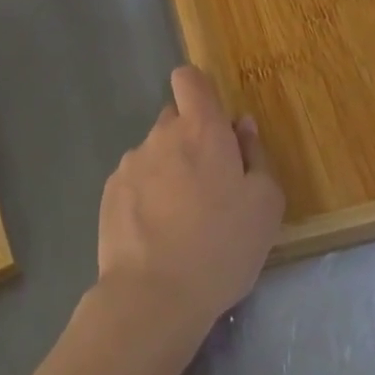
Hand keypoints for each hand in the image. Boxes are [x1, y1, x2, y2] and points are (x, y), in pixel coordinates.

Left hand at [96, 67, 284, 340]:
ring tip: (182, 221)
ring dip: (168, 172)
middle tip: (210, 187)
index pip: (189, 78)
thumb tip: (241, 127)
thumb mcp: (265, 206)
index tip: (215, 124)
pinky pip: (135, 182)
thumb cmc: (220, 246)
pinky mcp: (109, 193)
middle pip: (175, 120)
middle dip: (191, 142)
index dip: (200, 92)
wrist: (152, 296)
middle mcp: (161, 134)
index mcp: (201, 128)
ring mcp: (130, 162)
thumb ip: (256, 157)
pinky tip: (156, 235)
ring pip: (155, 153)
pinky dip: (146, 198)